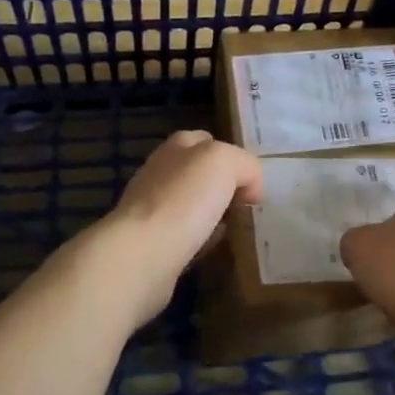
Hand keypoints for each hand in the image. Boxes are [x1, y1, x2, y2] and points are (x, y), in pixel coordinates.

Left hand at [83, 131, 262, 323]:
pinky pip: (186, 236)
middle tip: (248, 207)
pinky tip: (215, 250)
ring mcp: (152, 208)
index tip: (252, 183)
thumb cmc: (184, 199)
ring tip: (238, 229)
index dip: (233, 157)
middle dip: (223, 187)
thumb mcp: (224, 161)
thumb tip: (250, 189)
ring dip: (213, 215)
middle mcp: (161, 172)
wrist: (143, 254)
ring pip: (193, 205)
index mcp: (177, 146)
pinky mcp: (152, 243)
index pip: (208, 140)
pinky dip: (202, 241)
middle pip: (200, 174)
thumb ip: (245, 165)